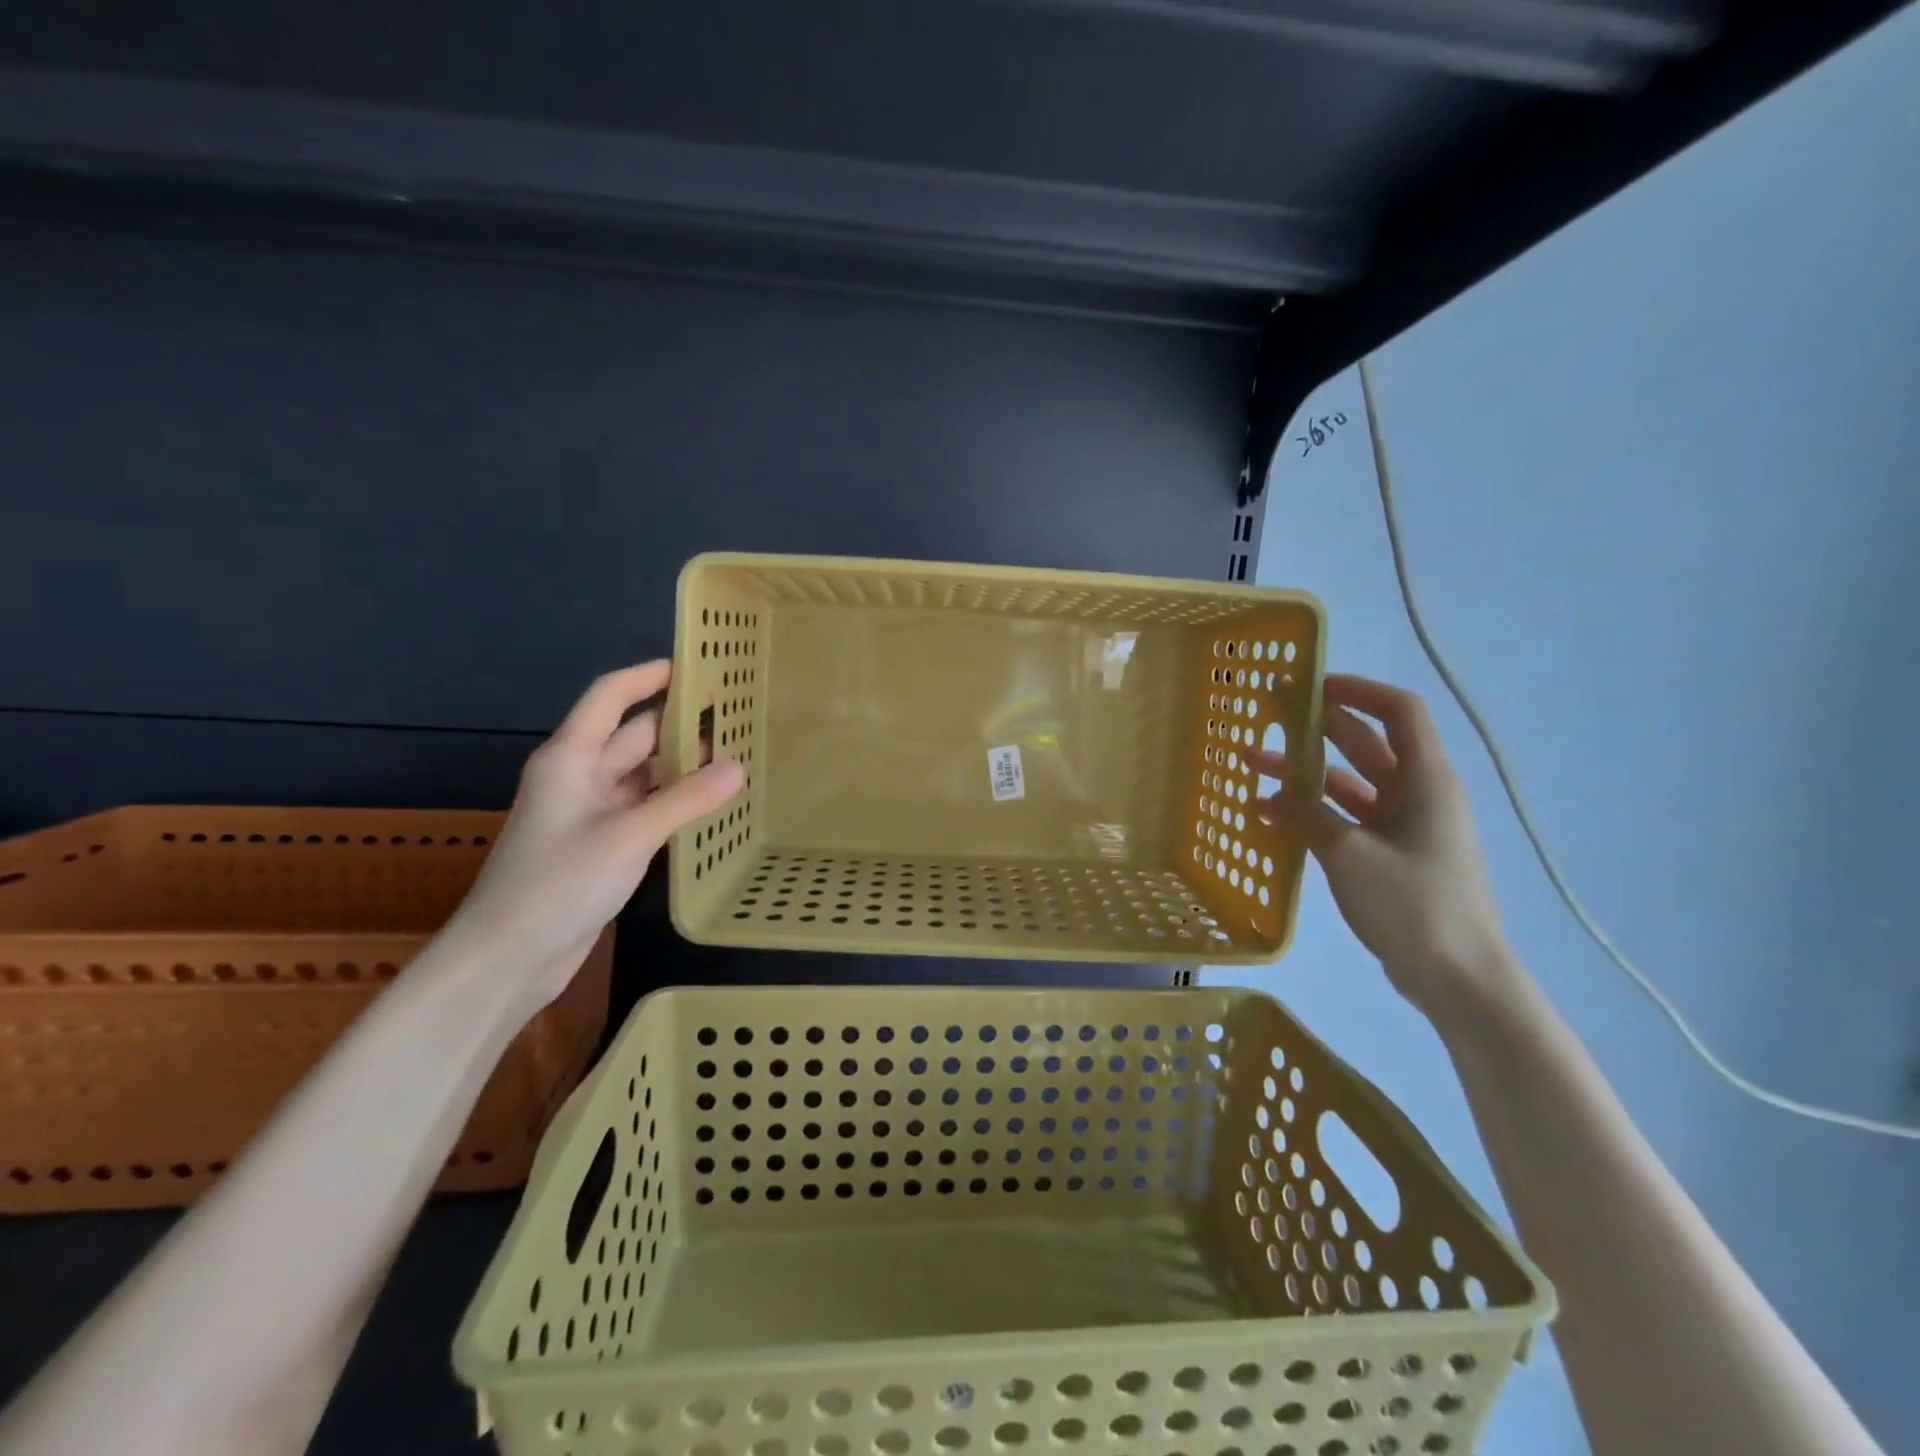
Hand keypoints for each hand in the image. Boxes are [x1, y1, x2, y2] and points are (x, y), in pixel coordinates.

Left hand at [442, 661, 742, 1017]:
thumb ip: (686, 800)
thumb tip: (738, 768)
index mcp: (571, 758)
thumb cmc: (558, 884)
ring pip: (643, 773)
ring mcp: (590, 812)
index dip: (649, 675)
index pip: (611, 696)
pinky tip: (711, 801)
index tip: (695, 665)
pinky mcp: (601, 843)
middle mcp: (580, 776)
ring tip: (736, 753)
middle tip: (735, 713)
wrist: (507, 958)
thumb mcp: (628, 837)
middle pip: (634, 734)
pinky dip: (675, 800)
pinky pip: (645, 807)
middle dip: (680, 722)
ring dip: (683, 764)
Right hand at [1252, 673, 1521, 1030]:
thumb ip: (1306, 816)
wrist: (1458, 977)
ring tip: (1254, 765)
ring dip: (1306, 772)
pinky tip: (1271, 816)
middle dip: (1317, 727)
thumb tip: (1268, 796)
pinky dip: (1312, 811)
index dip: (1356, 690)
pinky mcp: (1390, 854)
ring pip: (1349, 782)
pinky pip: (1346, 818)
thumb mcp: (1349, 854)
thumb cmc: (1413, 903)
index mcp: (1425, 780)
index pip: (1397, 711)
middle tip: (1269, 716)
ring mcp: (1404, 826)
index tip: (1310, 687)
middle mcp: (1417, 793)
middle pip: (1366, 743)